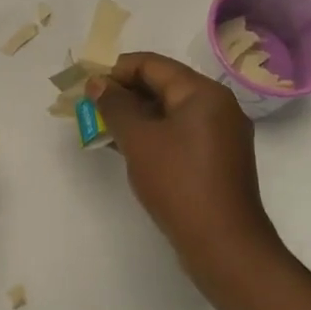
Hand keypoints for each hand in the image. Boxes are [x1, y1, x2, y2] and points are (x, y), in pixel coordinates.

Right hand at [89, 52, 286, 300]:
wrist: (223, 245)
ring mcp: (220, 134)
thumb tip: (98, 83)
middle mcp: (217, 106)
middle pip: (163, 85)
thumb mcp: (139, 140)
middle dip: (124, 94)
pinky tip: (127, 148)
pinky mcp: (217, 160)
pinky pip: (179, 133)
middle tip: (90, 108)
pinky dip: (152, 135)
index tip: (87, 87)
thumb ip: (115, 106)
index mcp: (203, 92)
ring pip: (169, 112)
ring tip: (102, 128)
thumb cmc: (179, 183)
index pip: (152, 65)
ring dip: (135, 116)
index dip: (116, 71)